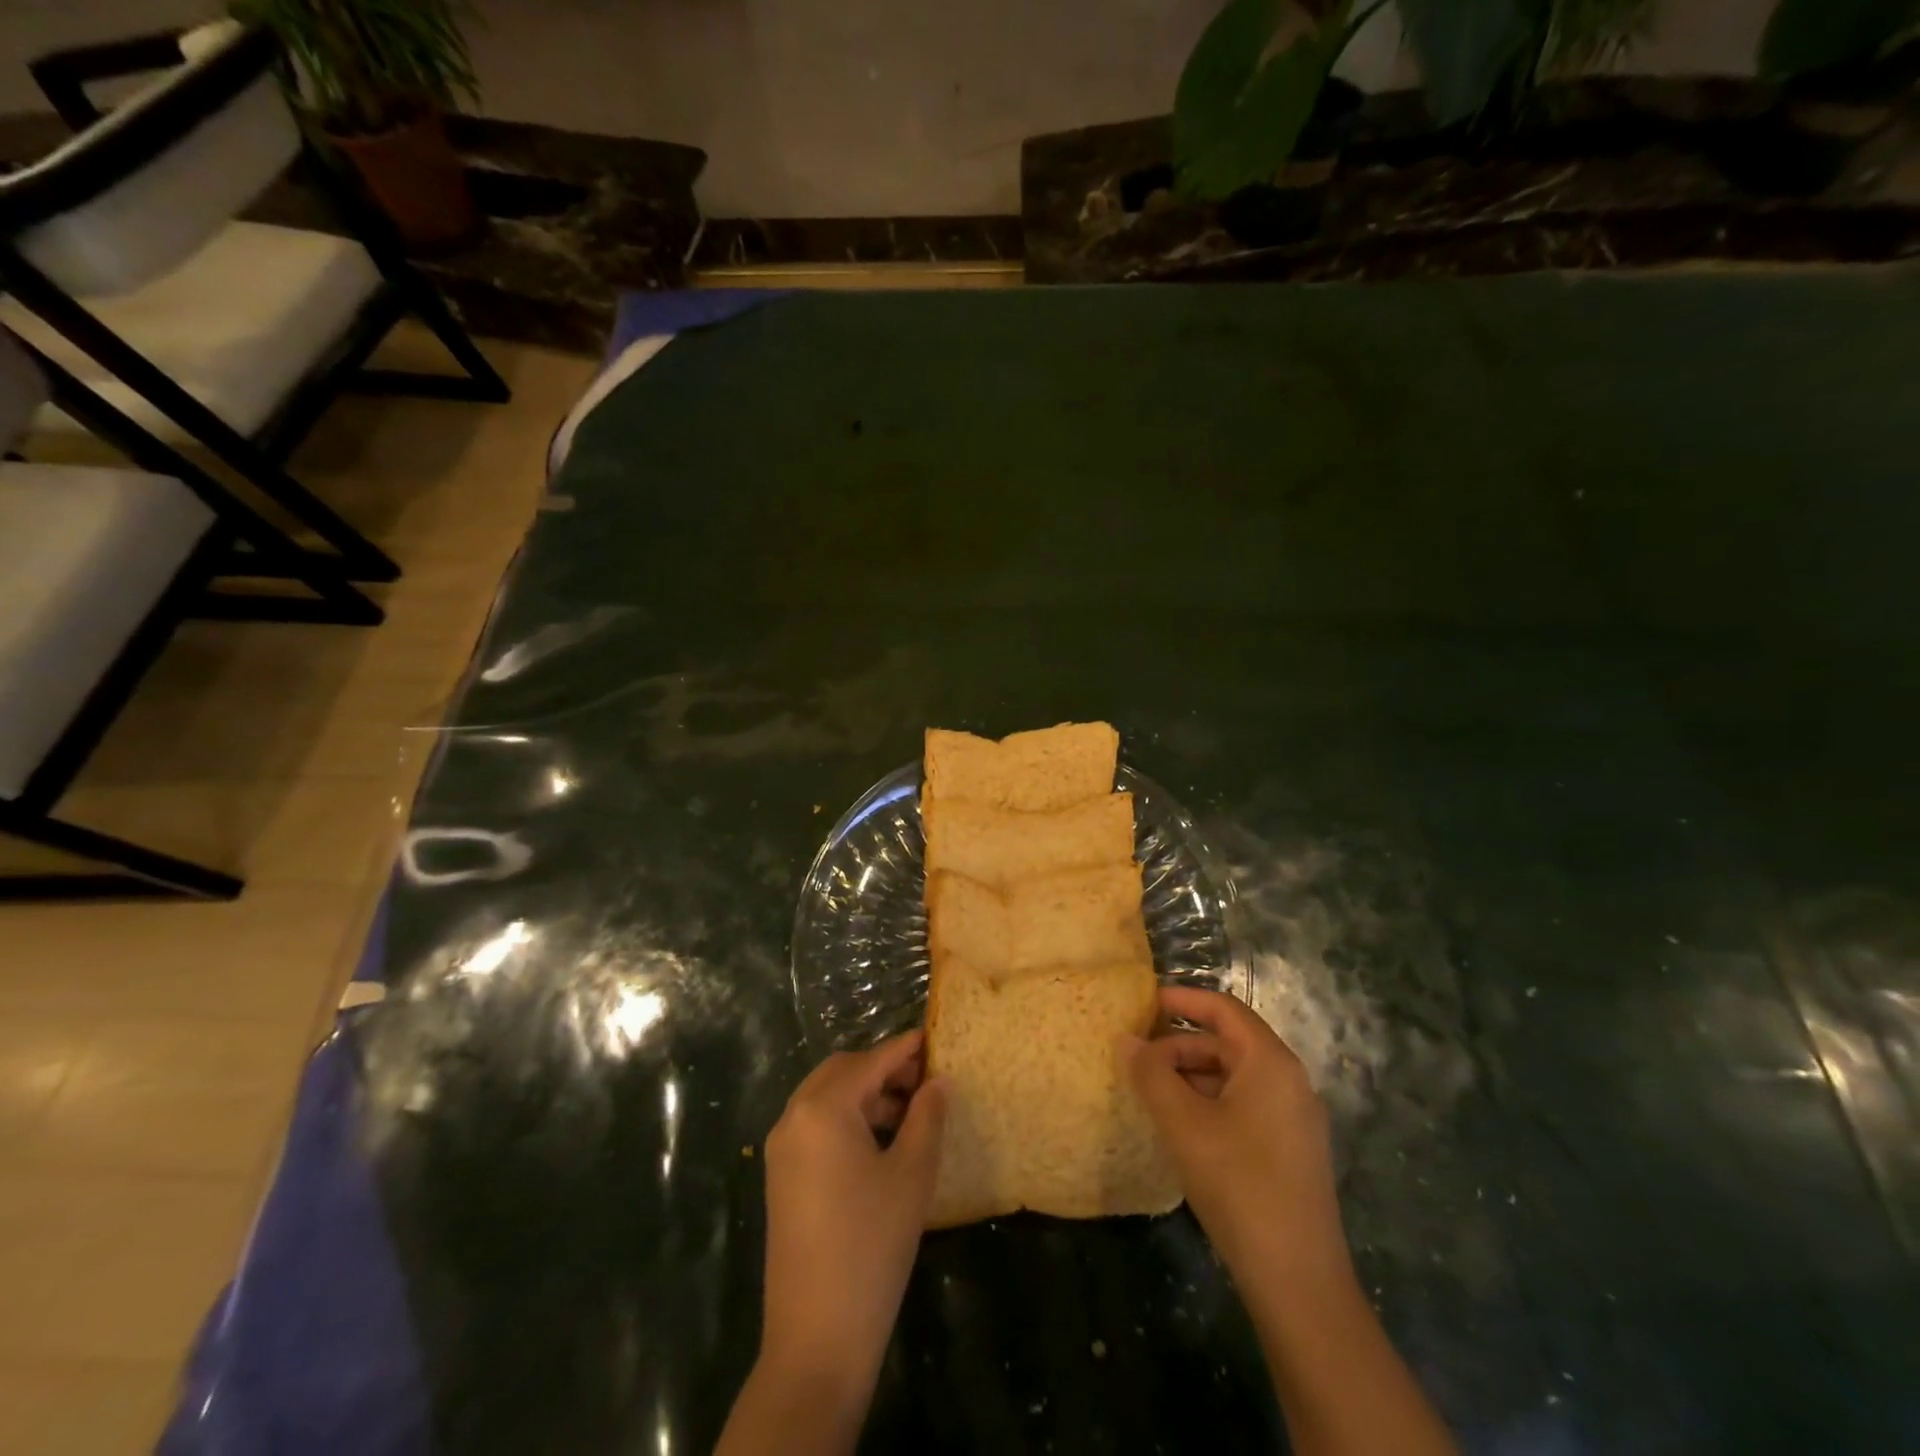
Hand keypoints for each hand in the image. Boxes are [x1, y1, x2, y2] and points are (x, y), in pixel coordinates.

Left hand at [758, 1031, 946, 1402]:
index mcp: (822, 1108)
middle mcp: (793, 1117)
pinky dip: (847, 1118)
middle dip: (883, 1069)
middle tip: (925, 1080)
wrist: (817, 1338)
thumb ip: (927, 1116)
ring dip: (865, 1094)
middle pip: (842, 1071)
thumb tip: (938, 1080)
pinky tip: (880, 1141)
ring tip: (909, 1112)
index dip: (905, 1049)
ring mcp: (781, 1149)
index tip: (935, 1038)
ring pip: (826, 1097)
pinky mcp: (781, 1177)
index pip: (870, 1062)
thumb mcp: (911, 1174)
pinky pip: (815, 1125)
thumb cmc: (872, 1245)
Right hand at [1125, 987, 1350, 1296]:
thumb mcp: (1183, 1123)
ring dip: (1190, 1077)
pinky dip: (1208, 1102)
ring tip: (1149, 1093)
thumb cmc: (1238, 1183)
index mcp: (1270, 1062)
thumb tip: (1127, 1040)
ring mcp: (1293, 1118)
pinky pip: (1244, 1105)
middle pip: (1227, 1043)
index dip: (1183, 999)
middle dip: (1179, 1045)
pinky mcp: (1290, 1150)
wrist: (1297, 1279)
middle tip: (1136, 1058)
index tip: (1143, 1002)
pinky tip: (1179, 1126)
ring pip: (1233, 1077)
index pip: (1223, 1008)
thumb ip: (1151, 1074)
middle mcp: (1289, 1081)